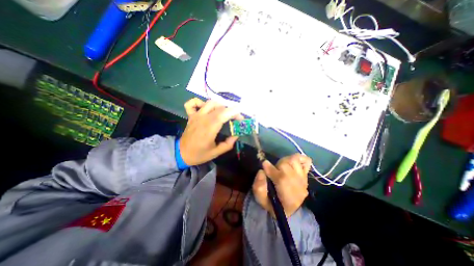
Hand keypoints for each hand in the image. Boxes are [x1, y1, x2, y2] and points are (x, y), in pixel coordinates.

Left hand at [178, 98, 241, 165]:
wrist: (181, 153)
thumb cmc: (199, 154)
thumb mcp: (216, 153)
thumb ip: (228, 144)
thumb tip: (237, 134)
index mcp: (209, 129)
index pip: (223, 114)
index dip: (234, 113)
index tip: (241, 118)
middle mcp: (202, 119)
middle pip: (219, 107)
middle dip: (231, 110)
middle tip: (235, 119)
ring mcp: (195, 116)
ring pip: (210, 103)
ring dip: (220, 106)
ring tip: (224, 113)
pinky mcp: (191, 115)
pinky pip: (193, 103)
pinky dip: (200, 102)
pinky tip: (206, 108)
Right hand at [252, 154, 311, 218]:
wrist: (289, 211)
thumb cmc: (273, 205)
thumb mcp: (261, 200)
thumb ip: (259, 186)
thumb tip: (261, 171)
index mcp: (285, 193)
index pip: (279, 175)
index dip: (269, 167)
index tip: (263, 164)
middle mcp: (296, 184)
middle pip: (286, 165)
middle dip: (277, 165)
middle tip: (274, 171)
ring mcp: (303, 179)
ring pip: (294, 160)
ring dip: (286, 162)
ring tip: (282, 168)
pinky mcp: (306, 176)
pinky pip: (306, 161)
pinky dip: (300, 159)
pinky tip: (293, 164)